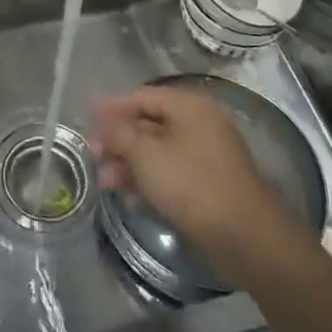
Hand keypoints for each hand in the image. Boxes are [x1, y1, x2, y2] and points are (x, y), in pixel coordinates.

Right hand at [91, 87, 318, 284]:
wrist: (244, 235)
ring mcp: (207, 155)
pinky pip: (172, 172)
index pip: (142, 97)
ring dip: (130, 163)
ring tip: (105, 181)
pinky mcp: (209, 183)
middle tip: (93, 154)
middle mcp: (200, 124)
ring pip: (159, 151)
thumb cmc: (191, 184)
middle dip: (119, 139)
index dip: (112, 106)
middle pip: (150, 124)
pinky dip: (149, 179)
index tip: (87, 115)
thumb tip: (105, 122)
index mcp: (189, 106)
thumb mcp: (145, 155)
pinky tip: (129, 197)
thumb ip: (120, 134)